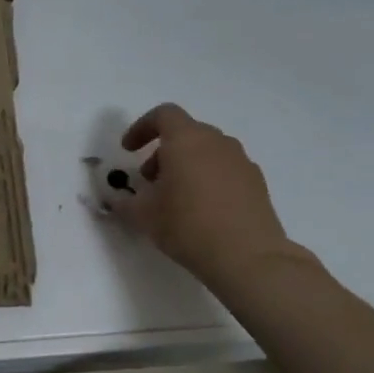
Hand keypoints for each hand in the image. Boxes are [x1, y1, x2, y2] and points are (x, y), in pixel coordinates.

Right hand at [106, 103, 311, 290]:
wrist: (248, 257)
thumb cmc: (188, 226)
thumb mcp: (143, 216)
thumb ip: (124, 202)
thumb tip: (116, 200)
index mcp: (186, 140)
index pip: (163, 115)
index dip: (141, 128)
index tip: (128, 150)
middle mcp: (217, 143)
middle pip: (185, 133)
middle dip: (163, 151)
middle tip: (149, 179)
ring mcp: (241, 161)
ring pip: (207, 151)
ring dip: (186, 165)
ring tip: (175, 197)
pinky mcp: (257, 183)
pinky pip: (225, 169)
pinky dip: (208, 178)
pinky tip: (202, 209)